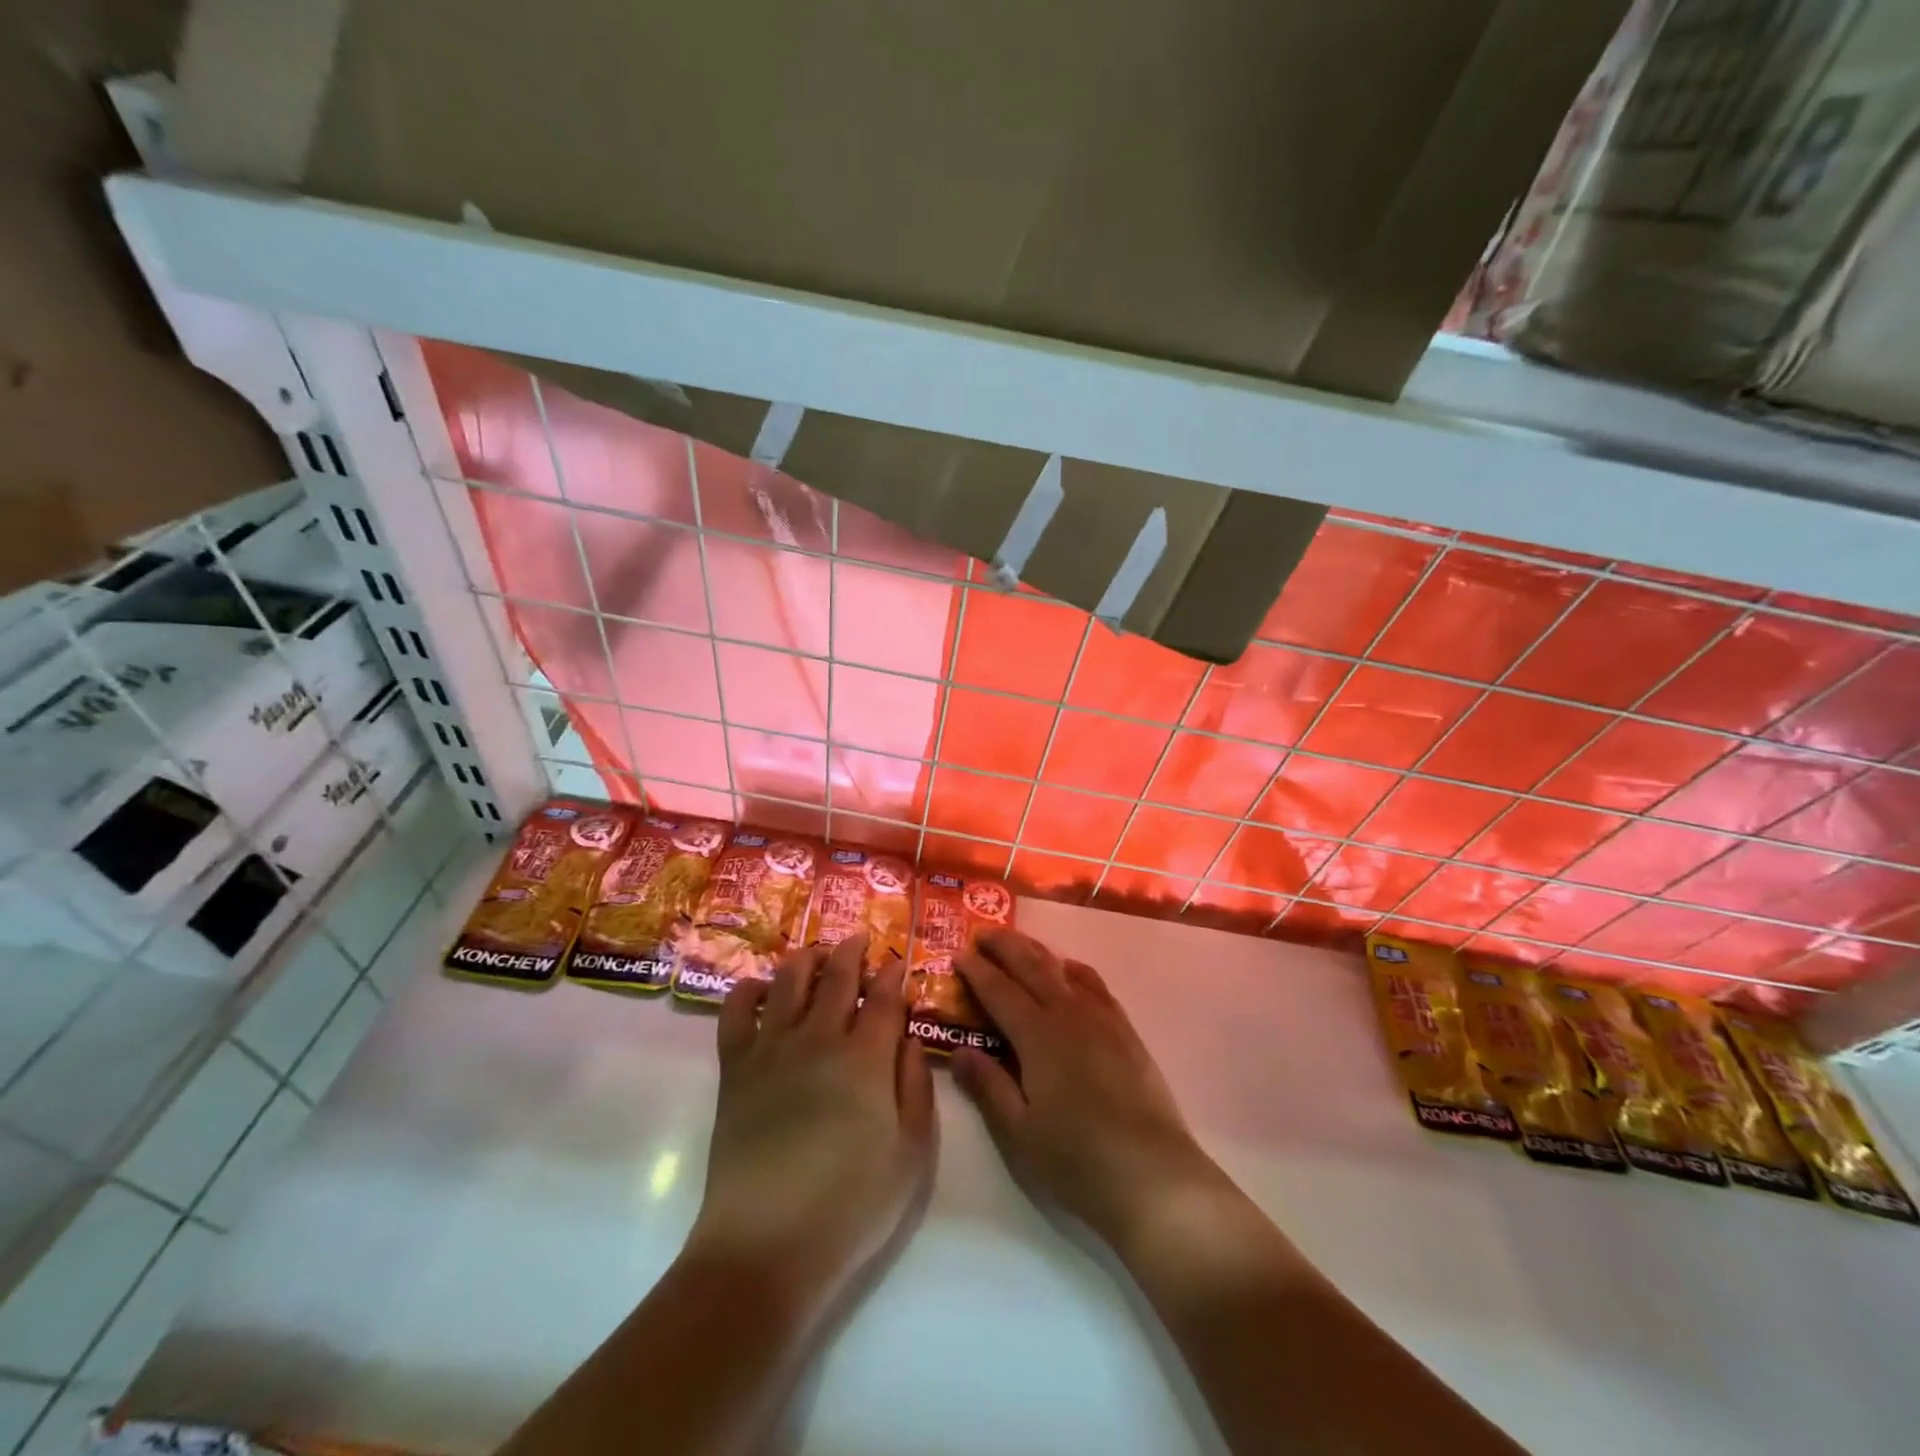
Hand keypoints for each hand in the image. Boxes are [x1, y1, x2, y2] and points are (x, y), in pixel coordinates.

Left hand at [686, 934, 934, 1317]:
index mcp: (866, 1058)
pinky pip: (736, 1011)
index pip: (884, 997)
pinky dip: (748, 990)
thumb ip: (917, 1088)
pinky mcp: (736, 1069)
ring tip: (818, 954)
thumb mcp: (911, 1155)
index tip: (899, 960)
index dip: (893, 973)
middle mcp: (819, 1038)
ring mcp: (772, 1049)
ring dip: (807, 958)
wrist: (765, 1249)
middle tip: (861, 938)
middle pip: (837, 976)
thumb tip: (910, 1040)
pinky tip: (761, 989)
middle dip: (853, 951)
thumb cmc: (850, 1207)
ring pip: (789, 979)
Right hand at [952, 929, 1229, 1253]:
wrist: (1153, 1176)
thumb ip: (988, 1086)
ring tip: (1018, 945)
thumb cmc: (1077, 1160)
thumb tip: (960, 1050)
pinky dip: (1074, 970)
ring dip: (1036, 951)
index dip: (976, 971)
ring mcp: (1102, 1019)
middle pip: (1032, 966)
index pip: (999, 990)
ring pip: (1063, 968)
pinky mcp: (1126, 1031)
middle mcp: (1069, 1014)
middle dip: (1004, 946)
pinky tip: (1069, 973)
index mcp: (1038, 1035)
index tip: (956, 955)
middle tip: (981, 935)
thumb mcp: (1018, 1133)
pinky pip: (1095, 985)